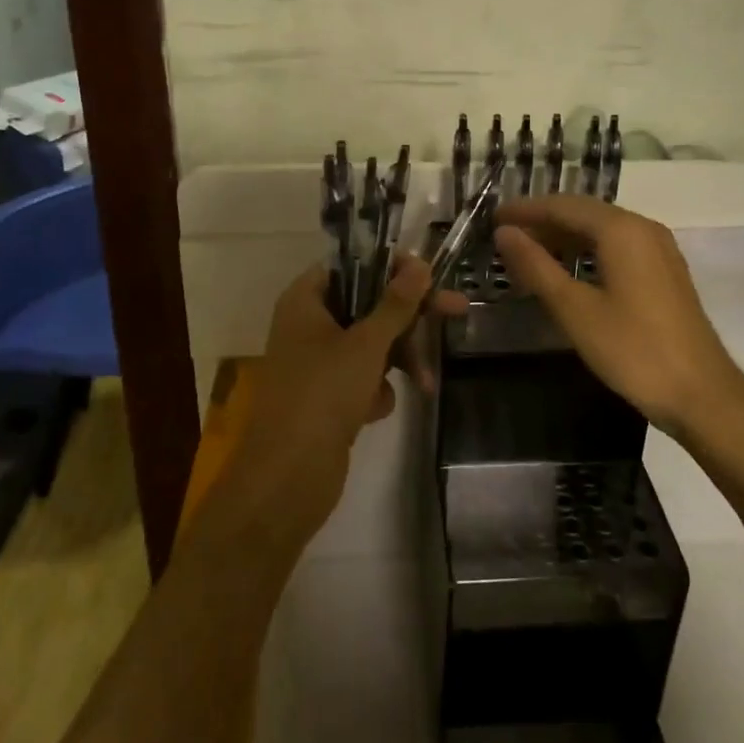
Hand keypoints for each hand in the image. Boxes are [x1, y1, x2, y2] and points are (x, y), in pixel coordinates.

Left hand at [222, 253, 462, 545]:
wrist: (287, 478)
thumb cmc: (323, 394)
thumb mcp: (366, 343)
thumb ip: (396, 303)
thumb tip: (420, 264)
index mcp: (305, 300)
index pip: (351, 264)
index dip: (390, 265)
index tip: (427, 273)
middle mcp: (308, 324)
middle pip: (367, 303)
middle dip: (408, 317)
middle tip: (456, 309)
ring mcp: (316, 362)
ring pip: (370, 342)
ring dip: (399, 357)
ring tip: (424, 382)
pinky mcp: (326, 396)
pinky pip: (362, 377)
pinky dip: (375, 389)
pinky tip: (375, 410)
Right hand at [494, 194, 743, 438]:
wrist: (702, 394)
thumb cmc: (633, 350)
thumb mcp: (575, 310)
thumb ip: (536, 267)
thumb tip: (504, 233)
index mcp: (621, 230)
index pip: (563, 206)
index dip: (525, 210)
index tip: (492, 218)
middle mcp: (643, 228)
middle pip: (583, 212)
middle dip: (542, 221)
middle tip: (504, 236)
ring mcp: (658, 249)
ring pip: (601, 229)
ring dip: (563, 236)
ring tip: (527, 252)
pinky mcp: (664, 271)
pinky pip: (617, 246)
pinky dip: (586, 251)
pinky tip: (567, 270)